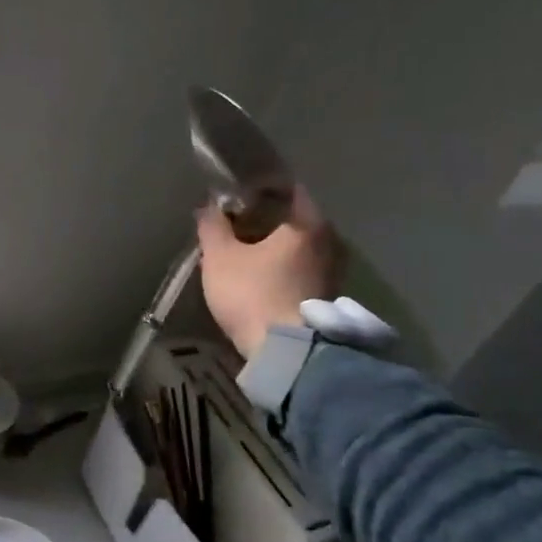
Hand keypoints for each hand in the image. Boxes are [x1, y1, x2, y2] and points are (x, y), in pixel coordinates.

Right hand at [196, 186, 342, 359]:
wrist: (285, 352)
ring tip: (245, 253)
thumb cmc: (252, 293)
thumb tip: (208, 205)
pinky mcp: (327, 298)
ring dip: (275, 247)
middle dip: (267, 220)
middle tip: (238, 224)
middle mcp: (329, 242)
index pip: (289, 190)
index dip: (261, 189)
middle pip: (295, 220)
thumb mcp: (220, 257)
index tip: (239, 195)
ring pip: (299, 248)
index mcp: (307, 223)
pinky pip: (302, 270)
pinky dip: (283, 268)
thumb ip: (213, 226)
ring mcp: (333, 272)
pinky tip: (260, 277)